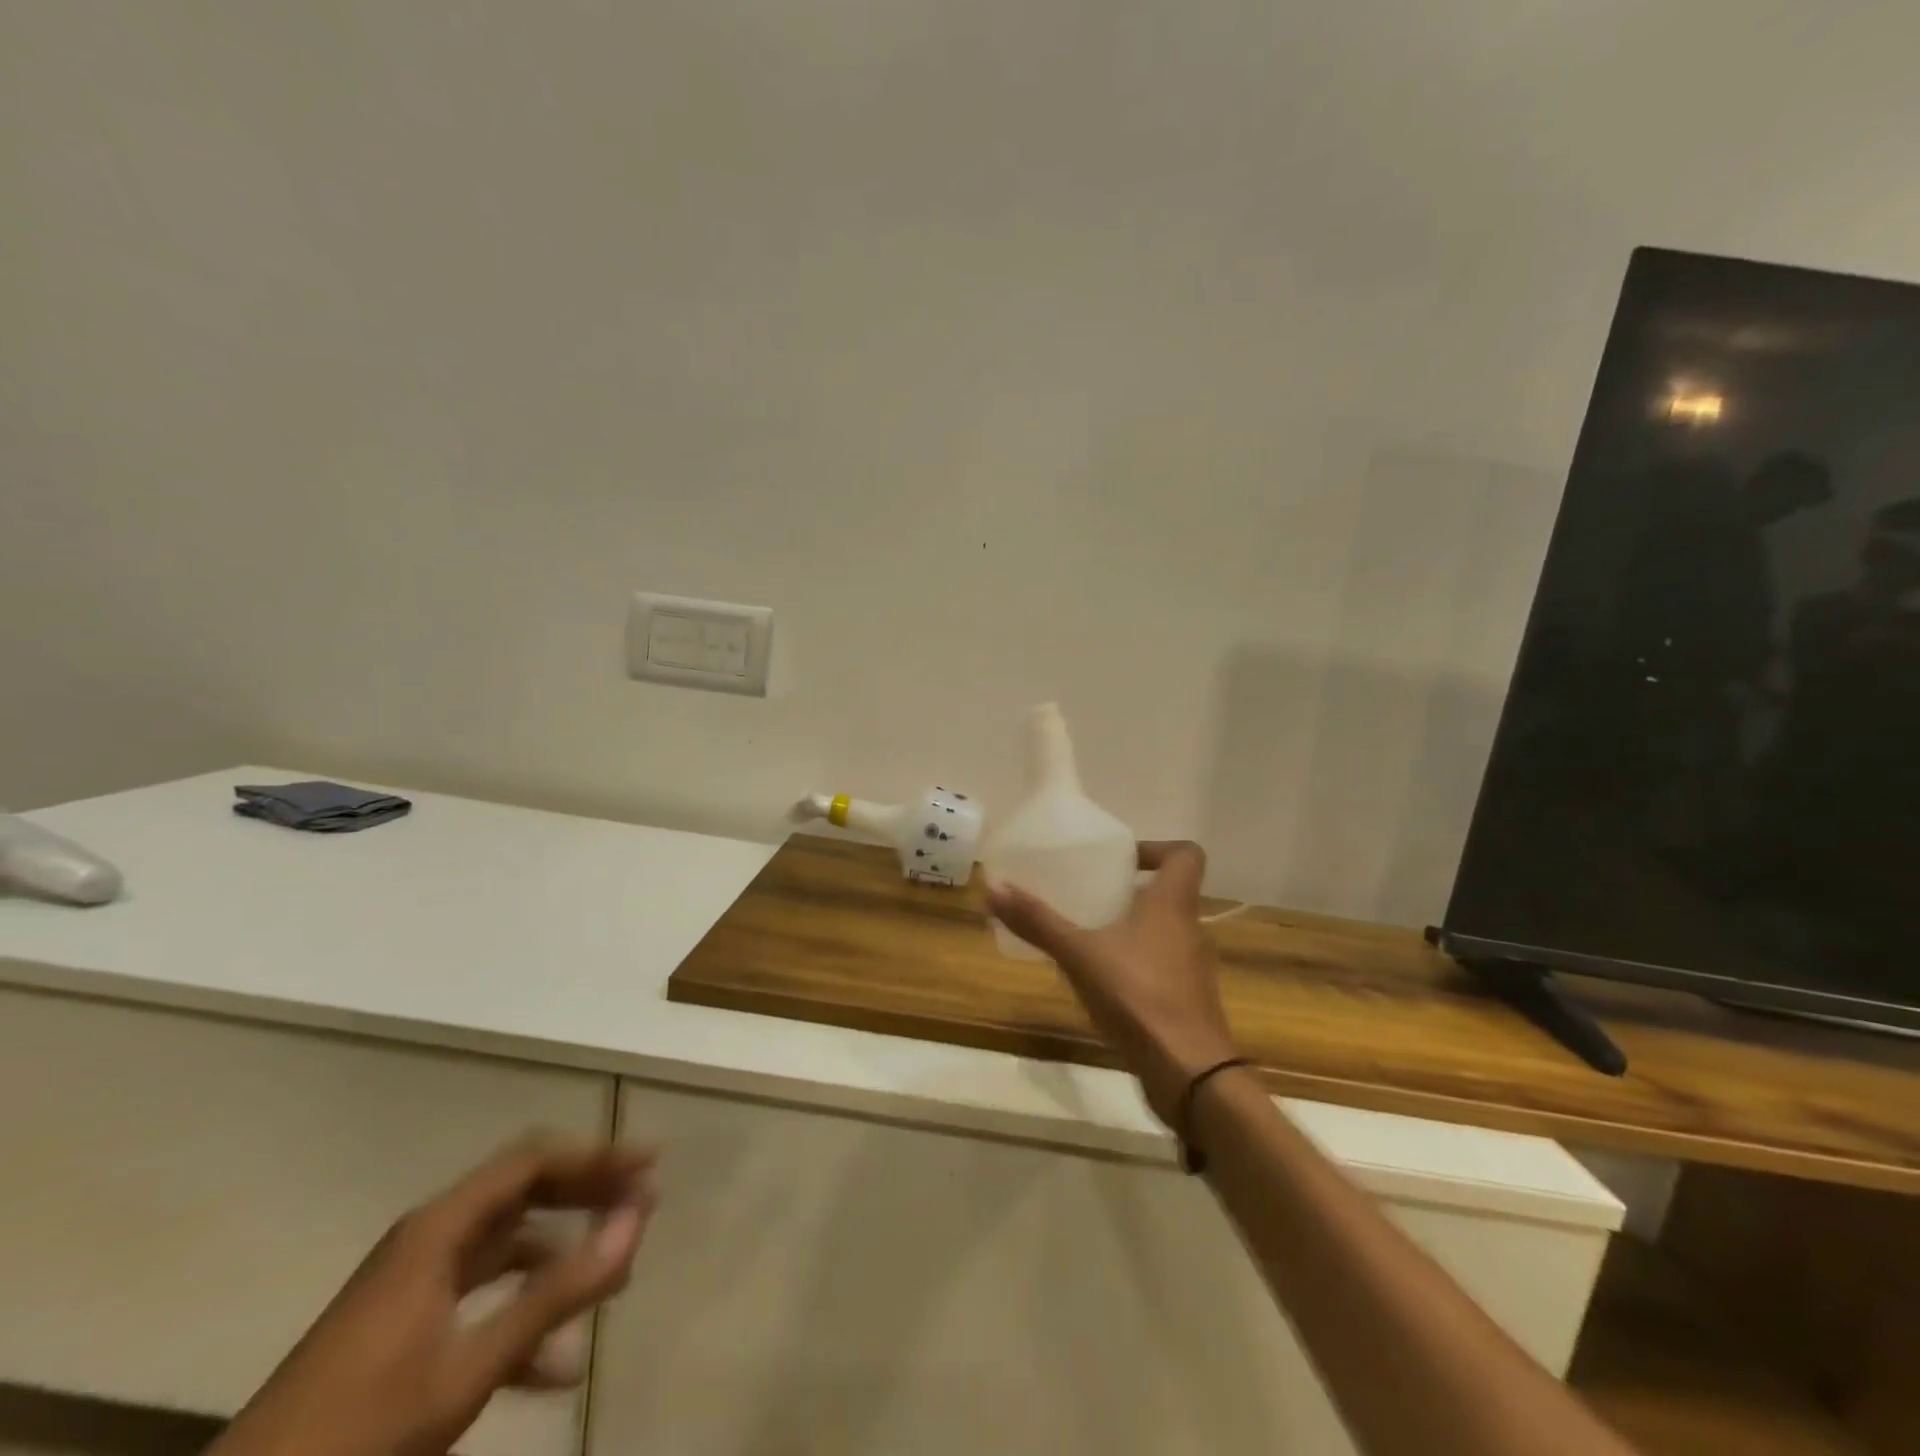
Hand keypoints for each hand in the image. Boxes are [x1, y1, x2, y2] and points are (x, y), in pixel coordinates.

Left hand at [212, 1135, 657, 1455]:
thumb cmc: (360, 1425)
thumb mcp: (469, 1365)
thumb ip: (557, 1291)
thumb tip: (637, 1221)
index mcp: (440, 1227)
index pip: (534, 1160)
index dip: (596, 1155)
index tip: (648, 1163)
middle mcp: (432, 1237)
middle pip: (527, 1191)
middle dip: (588, 1196)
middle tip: (643, 1203)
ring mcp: (418, 1280)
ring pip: (510, 1246)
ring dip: (562, 1257)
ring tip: (613, 1279)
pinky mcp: (409, 1322)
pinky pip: (485, 1294)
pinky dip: (526, 1309)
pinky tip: (555, 1363)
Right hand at [989, 840, 1236, 1125]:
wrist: (1188, 1071)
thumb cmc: (1137, 995)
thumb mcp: (1079, 953)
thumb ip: (1038, 922)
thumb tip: (993, 889)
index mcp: (1173, 904)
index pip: (1187, 854)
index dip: (1157, 848)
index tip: (1121, 859)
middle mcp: (1190, 929)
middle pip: (1170, 893)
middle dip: (1131, 891)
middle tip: (1090, 895)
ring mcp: (1193, 968)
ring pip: (1165, 932)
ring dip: (1132, 928)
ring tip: (1089, 936)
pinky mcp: (1189, 1000)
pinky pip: (1162, 966)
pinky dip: (1136, 963)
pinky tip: (1103, 981)